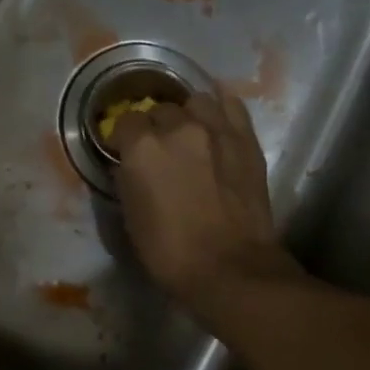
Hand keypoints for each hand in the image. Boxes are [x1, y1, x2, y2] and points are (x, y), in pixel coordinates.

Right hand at [110, 86, 301, 324]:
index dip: (123, 137)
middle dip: (156, 127)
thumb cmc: (171, 253)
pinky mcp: (246, 139)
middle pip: (160, 110)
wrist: (230, 267)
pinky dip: (220, 108)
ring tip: (190, 135)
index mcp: (142, 148)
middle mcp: (178, 127)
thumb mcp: (132, 218)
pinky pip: (232, 105)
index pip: (125, 121)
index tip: (125, 152)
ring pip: (196, 102)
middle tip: (160, 151)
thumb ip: (129, 180)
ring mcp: (216, 129)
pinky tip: (216, 120)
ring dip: (188, 115)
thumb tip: (130, 164)